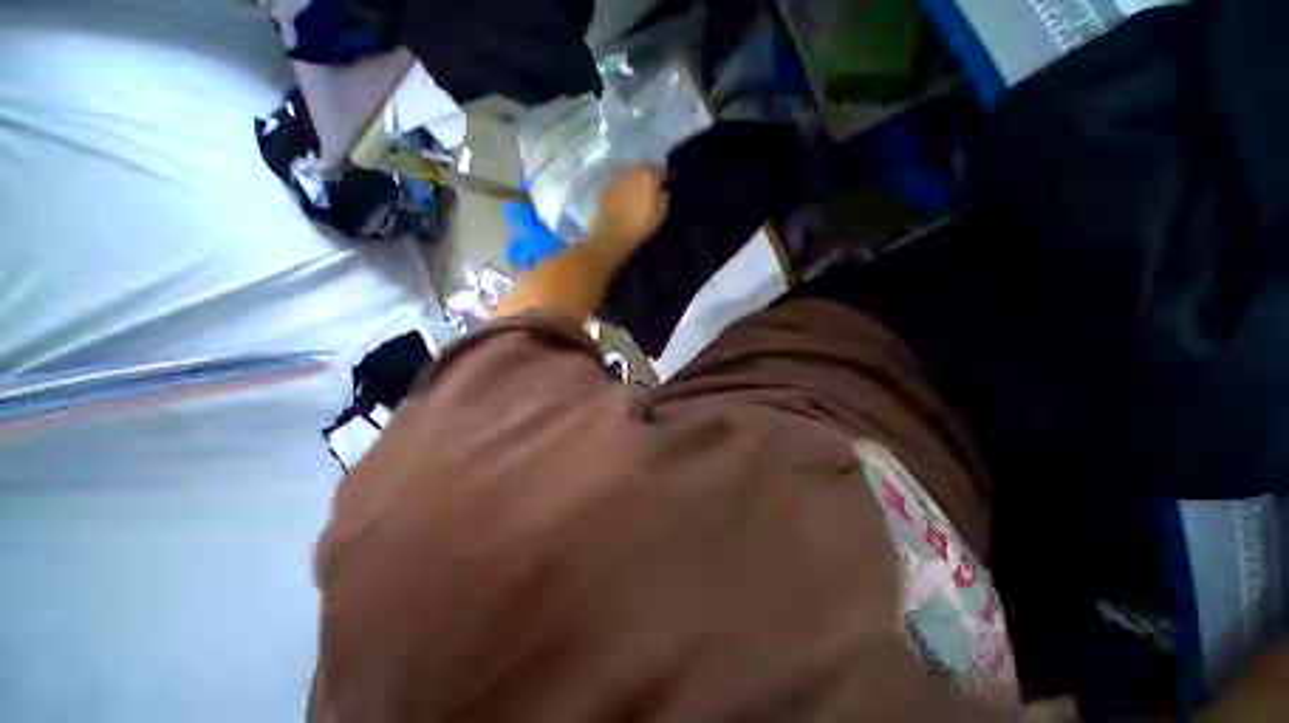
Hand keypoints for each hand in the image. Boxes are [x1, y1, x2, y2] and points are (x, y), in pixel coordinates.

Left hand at [589, 166, 668, 259]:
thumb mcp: (661, 213)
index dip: (663, 177)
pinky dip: (620, 188)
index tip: (665, 184)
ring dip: (632, 180)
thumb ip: (664, 196)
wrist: (613, 236)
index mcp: (648, 175)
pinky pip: (616, 184)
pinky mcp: (604, 189)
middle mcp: (631, 171)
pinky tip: (621, 199)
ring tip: (634, 193)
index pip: (660, 168)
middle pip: (641, 168)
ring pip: (627, 174)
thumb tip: (663, 188)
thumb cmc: (642, 225)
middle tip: (649, 188)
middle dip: (646, 176)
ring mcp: (615, 178)